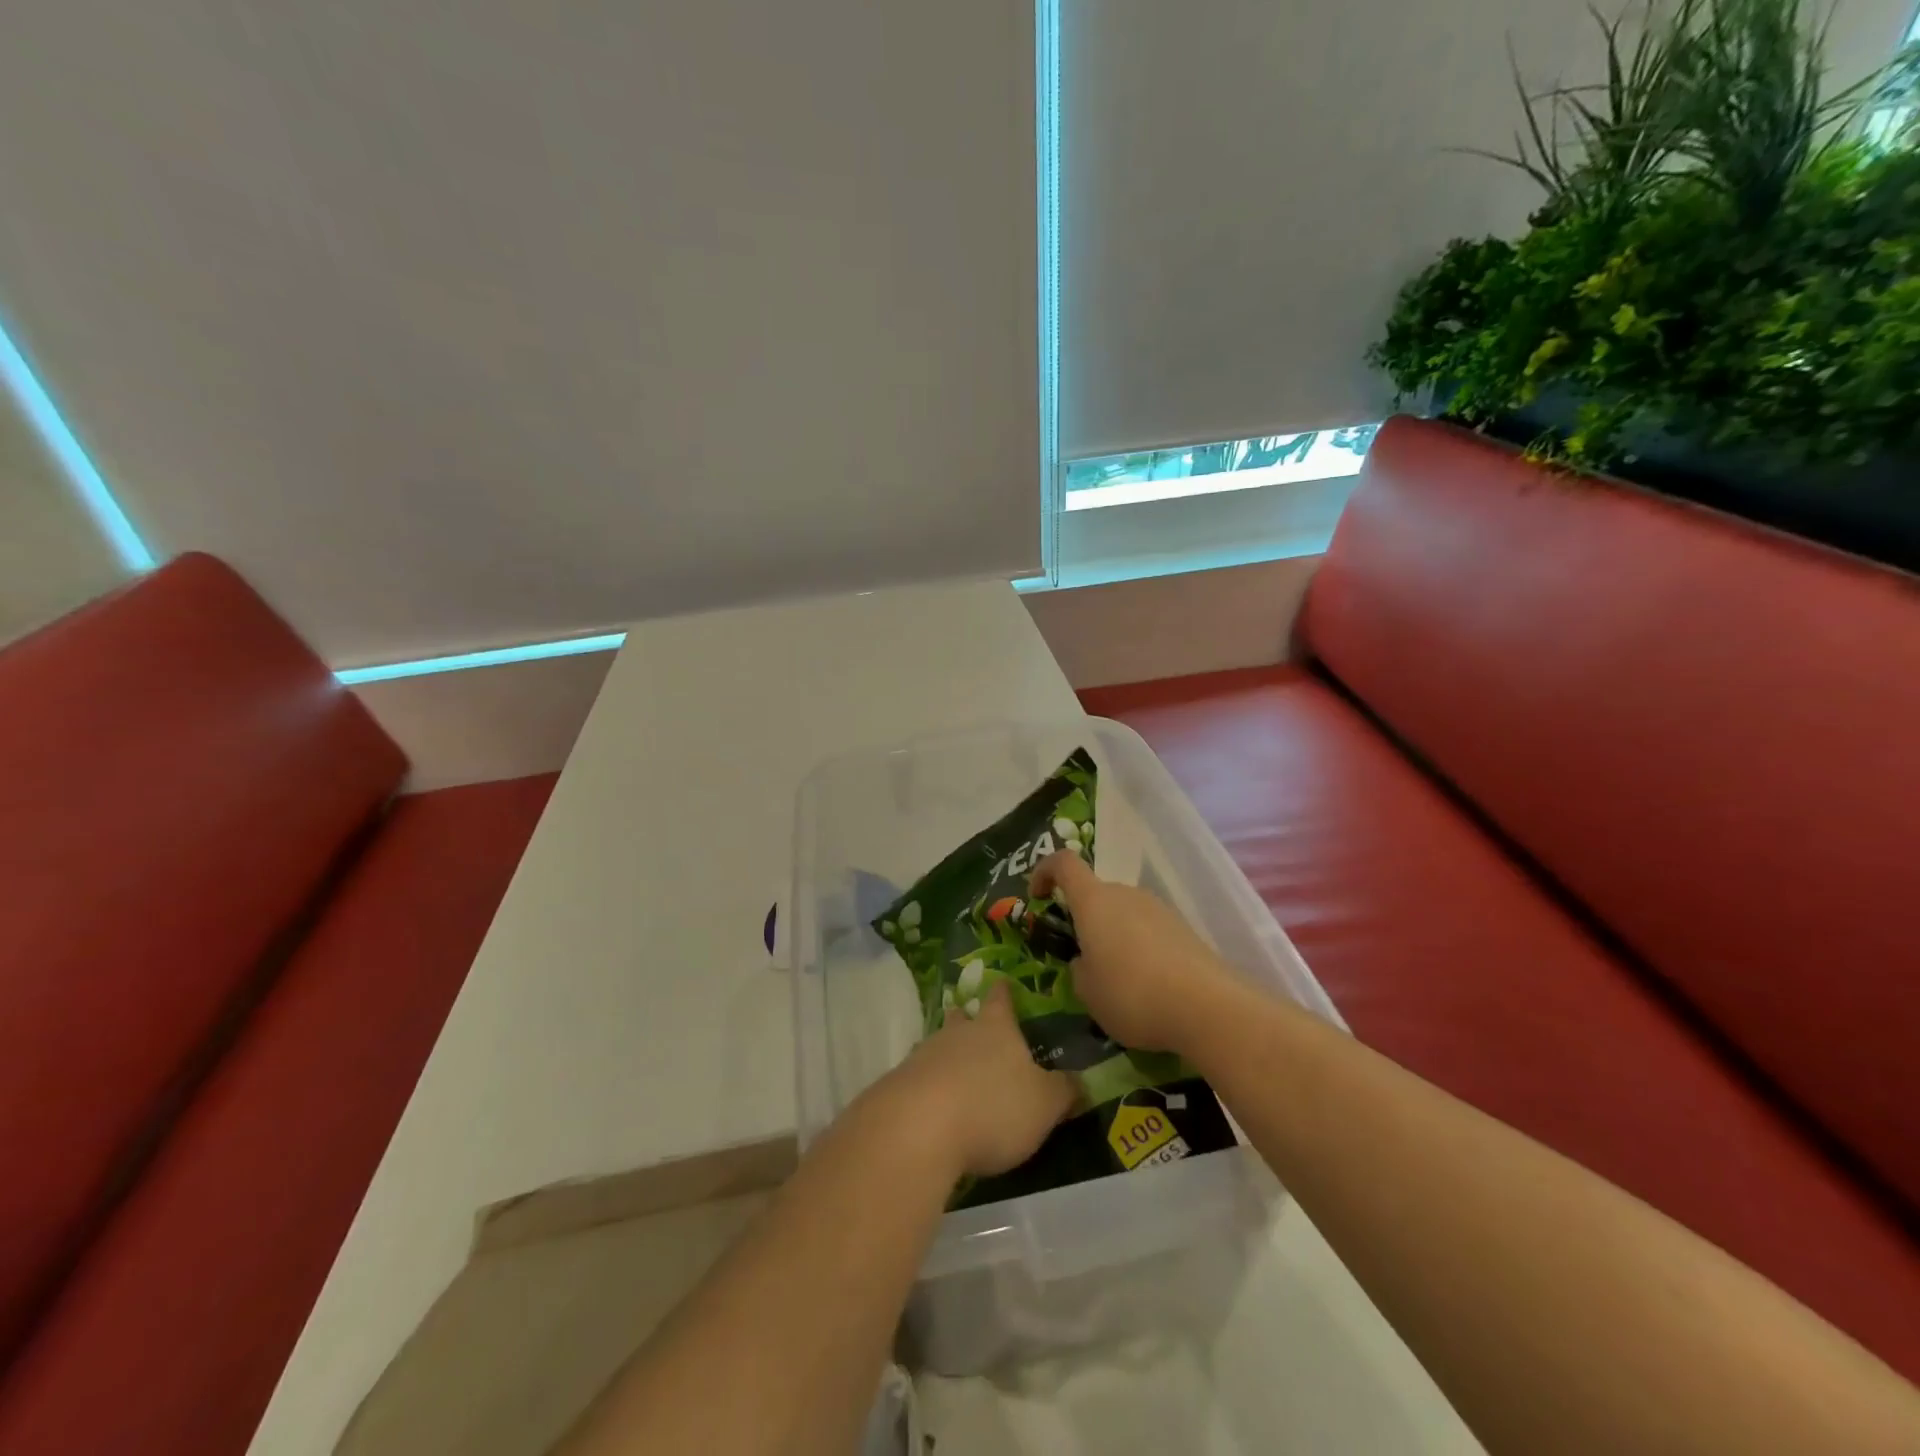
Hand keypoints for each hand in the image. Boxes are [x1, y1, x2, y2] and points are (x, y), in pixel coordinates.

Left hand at [871, 981, 1076, 1178]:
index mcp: (996, 1028)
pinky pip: (919, 1078)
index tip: (1003, 983)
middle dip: (967, 1019)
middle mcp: (958, 1033)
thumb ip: (1064, 1091)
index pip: (1001, 999)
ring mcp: (924, 1055)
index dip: (1004, 992)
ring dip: (946, 1055)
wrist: (919, 1127)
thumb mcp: (1044, 1104)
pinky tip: (934, 1106)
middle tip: (972, 1022)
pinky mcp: (900, 1085)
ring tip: (956, 1070)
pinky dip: (928, 1087)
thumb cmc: (993, 1107)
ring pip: (938, 1046)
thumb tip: (1081, 1081)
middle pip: (962, 1017)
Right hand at [1030, 851, 1235, 1052]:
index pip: (1063, 863)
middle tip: (1081, 960)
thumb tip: (1087, 962)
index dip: (1044, 872)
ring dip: (1113, 937)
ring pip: (1124, 914)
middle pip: (1096, 894)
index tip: (1036, 896)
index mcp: (1094, 901)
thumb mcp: (1087, 992)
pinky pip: (1149, 931)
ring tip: (1115, 982)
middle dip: (1083, 920)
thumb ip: (1079, 970)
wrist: (1208, 1007)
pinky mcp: (1184, 930)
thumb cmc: (1132, 994)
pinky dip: (1140, 950)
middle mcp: (1126, 894)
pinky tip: (1146, 987)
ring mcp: (1159, 909)